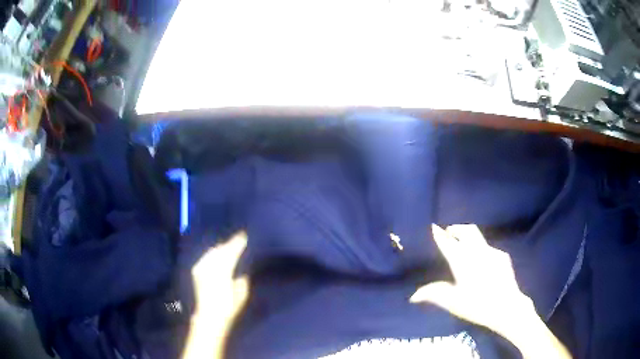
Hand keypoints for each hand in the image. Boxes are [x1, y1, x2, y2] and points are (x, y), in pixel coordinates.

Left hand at [191, 232, 248, 324]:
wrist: (208, 315)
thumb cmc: (228, 307)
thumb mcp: (241, 295)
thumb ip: (242, 280)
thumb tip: (242, 272)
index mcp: (224, 272)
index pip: (231, 252)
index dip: (238, 243)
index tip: (244, 236)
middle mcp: (210, 267)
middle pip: (222, 250)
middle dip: (230, 243)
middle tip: (238, 237)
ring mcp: (201, 268)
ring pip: (213, 252)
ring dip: (221, 247)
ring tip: (227, 244)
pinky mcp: (196, 271)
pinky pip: (205, 257)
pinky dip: (212, 254)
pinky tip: (215, 252)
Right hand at [410, 224, 532, 332]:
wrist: (507, 306)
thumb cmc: (477, 305)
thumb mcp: (453, 303)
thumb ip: (434, 294)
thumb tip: (413, 296)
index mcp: (463, 262)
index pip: (449, 243)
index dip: (440, 235)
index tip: (434, 226)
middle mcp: (477, 252)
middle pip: (467, 231)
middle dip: (457, 228)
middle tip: (449, 232)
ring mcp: (492, 252)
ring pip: (478, 237)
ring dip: (468, 237)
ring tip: (463, 245)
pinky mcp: (502, 256)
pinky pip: (488, 247)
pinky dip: (480, 249)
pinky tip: (481, 262)